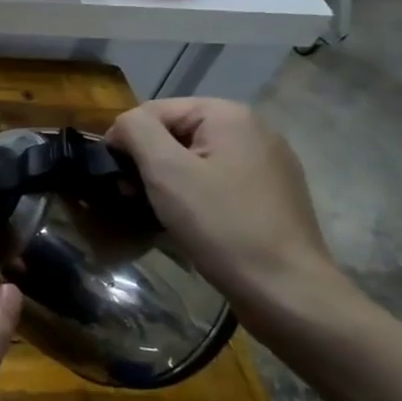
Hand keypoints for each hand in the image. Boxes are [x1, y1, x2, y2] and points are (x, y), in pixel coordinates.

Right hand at [108, 98, 351, 333]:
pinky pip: (218, 181)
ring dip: (169, 182)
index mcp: (229, 115)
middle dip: (149, 162)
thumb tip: (121, 126)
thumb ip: (136, 132)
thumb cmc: (221, 225)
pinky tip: (190, 223)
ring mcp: (267, 163)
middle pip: (176, 133)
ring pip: (196, 159)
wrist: (285, 289)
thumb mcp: (166, 172)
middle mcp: (253, 129)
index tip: (116, 179)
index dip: (126, 141)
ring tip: (158, 213)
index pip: (154, 111)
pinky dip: (195, 196)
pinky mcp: (271, 194)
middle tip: (133, 199)